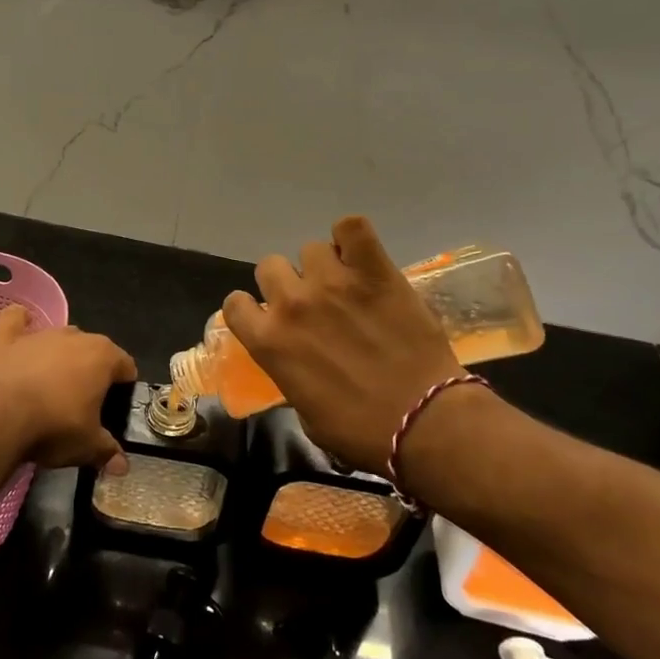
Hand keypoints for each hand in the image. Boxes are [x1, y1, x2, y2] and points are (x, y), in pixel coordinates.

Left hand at [0, 307, 133, 473]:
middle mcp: (75, 336)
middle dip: (92, 372)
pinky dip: (20, 323)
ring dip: (61, 356)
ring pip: (60, 339)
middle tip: (84, 404)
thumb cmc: (54, 426)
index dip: (124, 387)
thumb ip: (107, 451)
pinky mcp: (10, 339)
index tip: (115, 409)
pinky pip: (16, 321)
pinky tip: (22, 328)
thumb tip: (122, 466)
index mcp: (103, 357)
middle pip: (93, 350)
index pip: (126, 365)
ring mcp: (41, 335)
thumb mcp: (87, 446)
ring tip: (53, 386)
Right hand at [222, 216, 465, 474]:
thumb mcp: (306, 413)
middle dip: (287, 283)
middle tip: (314, 303)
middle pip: (270, 266)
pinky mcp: (373, 270)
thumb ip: (289, 373)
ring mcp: (332, 282)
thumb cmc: (362, 432)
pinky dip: (352, 237)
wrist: (424, 422)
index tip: (269, 317)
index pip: (235, 303)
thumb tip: (295, 361)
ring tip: (347, 284)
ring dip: (324, 265)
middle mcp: (292, 304)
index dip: (251, 309)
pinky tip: (361, 257)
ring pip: (310, 248)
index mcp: (269, 342)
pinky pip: (351, 227)